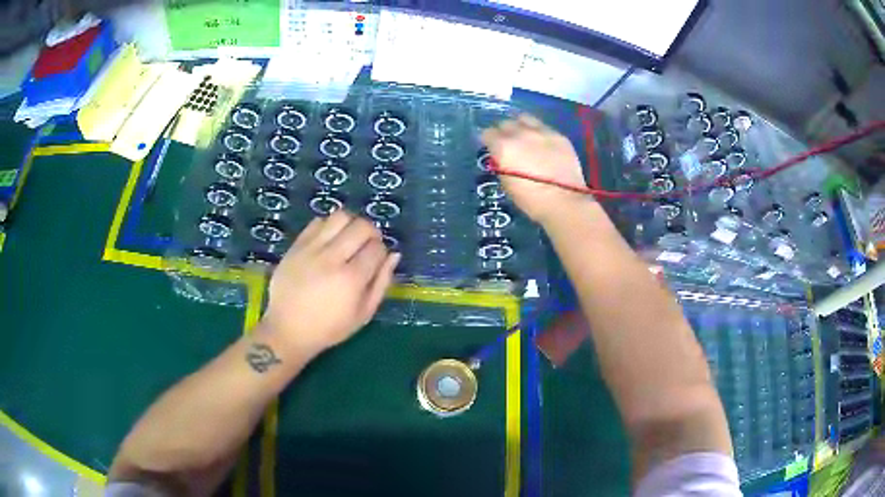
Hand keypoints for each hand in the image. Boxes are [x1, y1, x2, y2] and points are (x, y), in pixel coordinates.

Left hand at [259, 211, 399, 357]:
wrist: (287, 329)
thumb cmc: (329, 328)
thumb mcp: (363, 315)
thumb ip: (381, 283)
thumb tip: (394, 255)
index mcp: (351, 279)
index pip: (377, 248)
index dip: (382, 252)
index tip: (376, 261)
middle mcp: (332, 258)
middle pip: (362, 226)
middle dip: (371, 233)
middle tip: (366, 245)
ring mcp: (312, 249)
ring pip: (340, 217)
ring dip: (350, 224)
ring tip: (348, 238)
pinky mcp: (296, 245)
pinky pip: (318, 222)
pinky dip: (329, 226)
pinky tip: (328, 241)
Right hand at [481, 114, 591, 225]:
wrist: (564, 202)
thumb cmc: (531, 199)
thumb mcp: (506, 183)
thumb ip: (501, 164)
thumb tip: (501, 157)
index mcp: (503, 147)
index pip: (487, 133)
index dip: (487, 140)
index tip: (490, 147)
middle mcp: (520, 133)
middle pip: (505, 123)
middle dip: (503, 131)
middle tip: (507, 142)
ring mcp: (541, 132)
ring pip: (524, 118)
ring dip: (520, 125)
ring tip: (524, 135)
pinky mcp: (559, 135)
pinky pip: (543, 127)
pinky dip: (538, 132)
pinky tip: (542, 142)